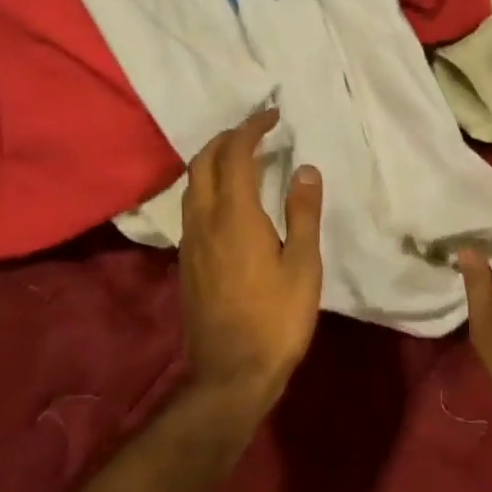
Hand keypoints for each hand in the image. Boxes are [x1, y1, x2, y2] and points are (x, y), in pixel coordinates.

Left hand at [179, 111, 323, 416]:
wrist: (229, 376)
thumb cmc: (276, 320)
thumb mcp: (303, 266)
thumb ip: (303, 212)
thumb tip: (305, 168)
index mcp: (234, 215)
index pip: (236, 154)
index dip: (252, 128)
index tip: (273, 116)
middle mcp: (205, 219)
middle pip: (204, 161)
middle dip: (227, 137)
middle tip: (256, 131)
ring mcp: (190, 241)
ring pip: (193, 183)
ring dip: (214, 160)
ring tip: (244, 159)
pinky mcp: (187, 260)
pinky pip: (192, 205)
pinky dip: (209, 185)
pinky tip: (230, 200)